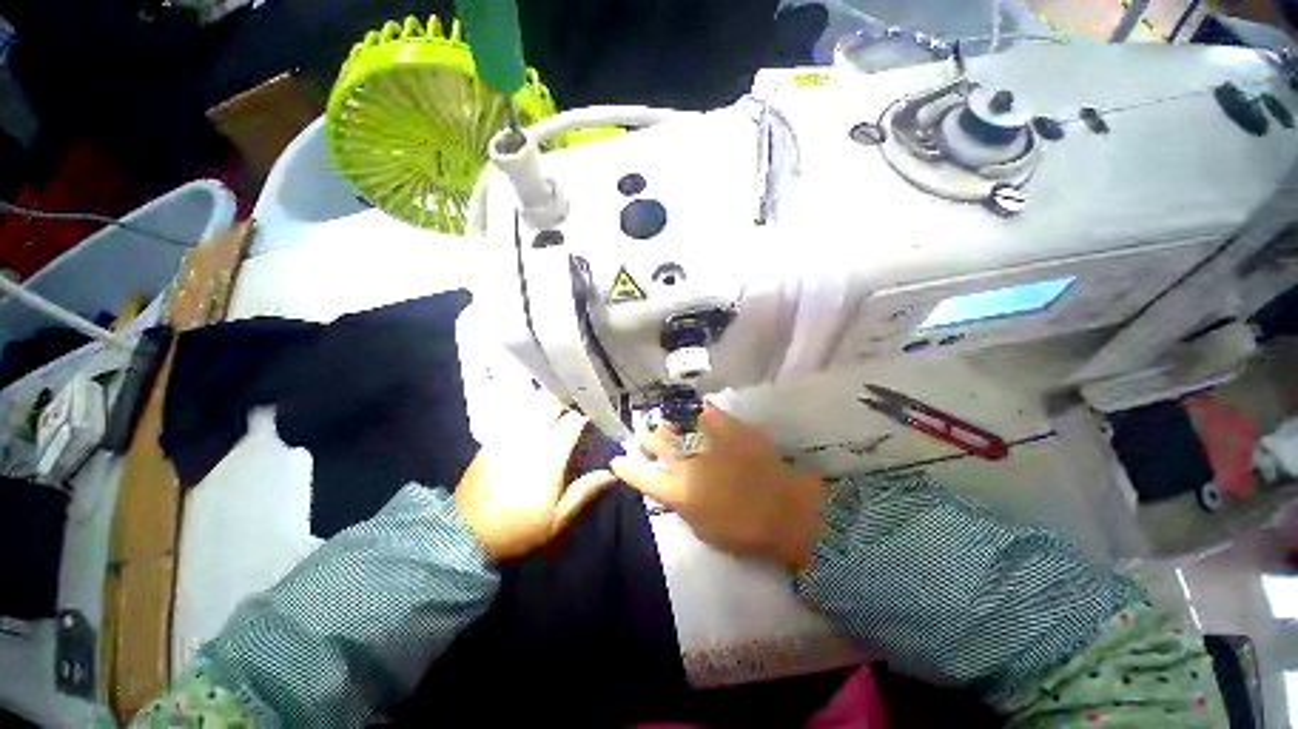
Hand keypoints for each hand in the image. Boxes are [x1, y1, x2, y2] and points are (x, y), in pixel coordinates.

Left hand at [455, 411, 614, 561]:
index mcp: (548, 456)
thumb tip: (610, 474)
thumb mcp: (556, 522)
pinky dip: (526, 412)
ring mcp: (506, 439)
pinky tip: (530, 416)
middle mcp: (528, 440)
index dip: (584, 414)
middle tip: (575, 400)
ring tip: (556, 400)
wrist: (462, 536)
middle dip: (564, 400)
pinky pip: (513, 419)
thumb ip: (584, 493)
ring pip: (530, 408)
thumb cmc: (517, 531)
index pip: (571, 423)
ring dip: (545, 401)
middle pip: (549, 406)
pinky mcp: (490, 444)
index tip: (594, 412)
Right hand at [611, 404, 824, 571]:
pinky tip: (701, 418)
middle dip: (646, 440)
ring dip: (669, 427)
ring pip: (676, 423)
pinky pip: (707, 413)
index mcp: (678, 490)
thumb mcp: (701, 528)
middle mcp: (687, 461)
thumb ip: (680, 504)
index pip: (640, 475)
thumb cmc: (742, 532)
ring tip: (671, 429)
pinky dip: (701, 416)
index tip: (618, 460)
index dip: (625, 467)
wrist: (786, 512)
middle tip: (648, 442)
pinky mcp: (729, 428)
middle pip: (654, 441)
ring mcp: (708, 441)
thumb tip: (671, 487)